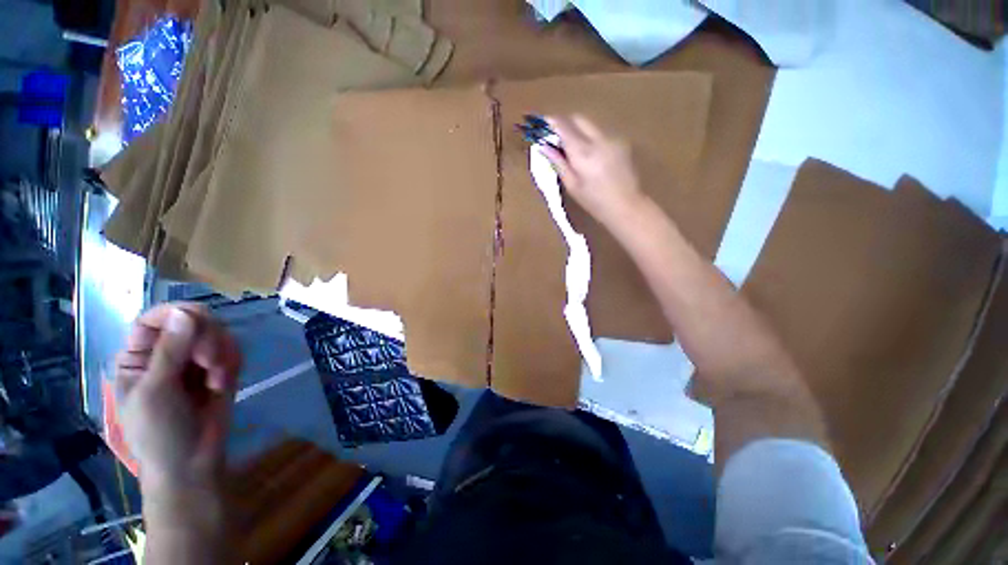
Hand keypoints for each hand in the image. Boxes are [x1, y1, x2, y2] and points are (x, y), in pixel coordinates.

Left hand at [115, 303, 241, 492]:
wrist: (192, 463)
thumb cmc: (159, 432)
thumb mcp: (155, 392)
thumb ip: (169, 352)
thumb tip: (185, 312)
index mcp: (139, 356)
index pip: (155, 318)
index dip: (176, 313)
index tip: (196, 322)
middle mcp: (169, 353)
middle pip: (193, 321)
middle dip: (207, 338)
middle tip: (208, 363)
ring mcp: (196, 361)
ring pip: (218, 334)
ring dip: (222, 353)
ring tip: (217, 380)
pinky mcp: (220, 369)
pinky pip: (233, 350)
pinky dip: (232, 363)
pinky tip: (223, 384)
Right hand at [542, 115, 645, 226]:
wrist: (626, 205)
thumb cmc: (594, 201)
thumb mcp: (572, 185)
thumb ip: (558, 162)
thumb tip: (544, 146)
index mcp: (583, 152)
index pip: (563, 126)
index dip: (550, 122)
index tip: (540, 124)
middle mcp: (599, 139)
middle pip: (578, 119)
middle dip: (565, 124)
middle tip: (556, 139)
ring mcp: (613, 138)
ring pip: (590, 125)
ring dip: (578, 132)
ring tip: (573, 151)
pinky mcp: (622, 142)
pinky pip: (601, 134)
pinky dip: (591, 139)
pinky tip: (591, 157)